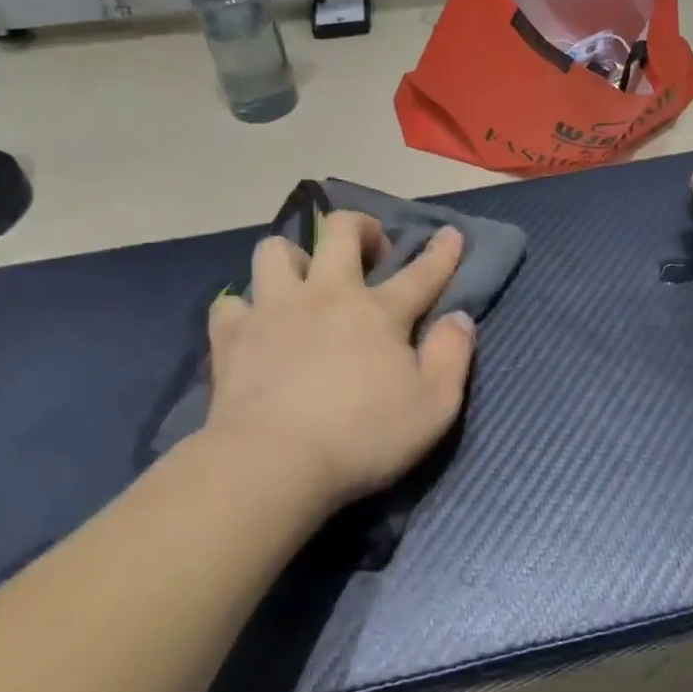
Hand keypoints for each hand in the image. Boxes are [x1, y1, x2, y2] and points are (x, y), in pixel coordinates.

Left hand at [198, 213, 476, 510]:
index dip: (440, 252)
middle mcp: (326, 296)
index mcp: (378, 312)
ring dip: (293, 257)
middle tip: (368, 248)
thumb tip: (460, 317)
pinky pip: (231, 303)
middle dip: (360, 227)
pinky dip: (244, 309)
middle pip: (339, 233)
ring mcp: (274, 310)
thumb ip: (453, 356)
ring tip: (302, 281)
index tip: (450, 232)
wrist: (271, 464)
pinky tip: (254, 325)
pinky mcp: (232, 337)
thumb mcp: (434, 406)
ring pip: (276, 251)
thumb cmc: (362, 438)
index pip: (420, 273)